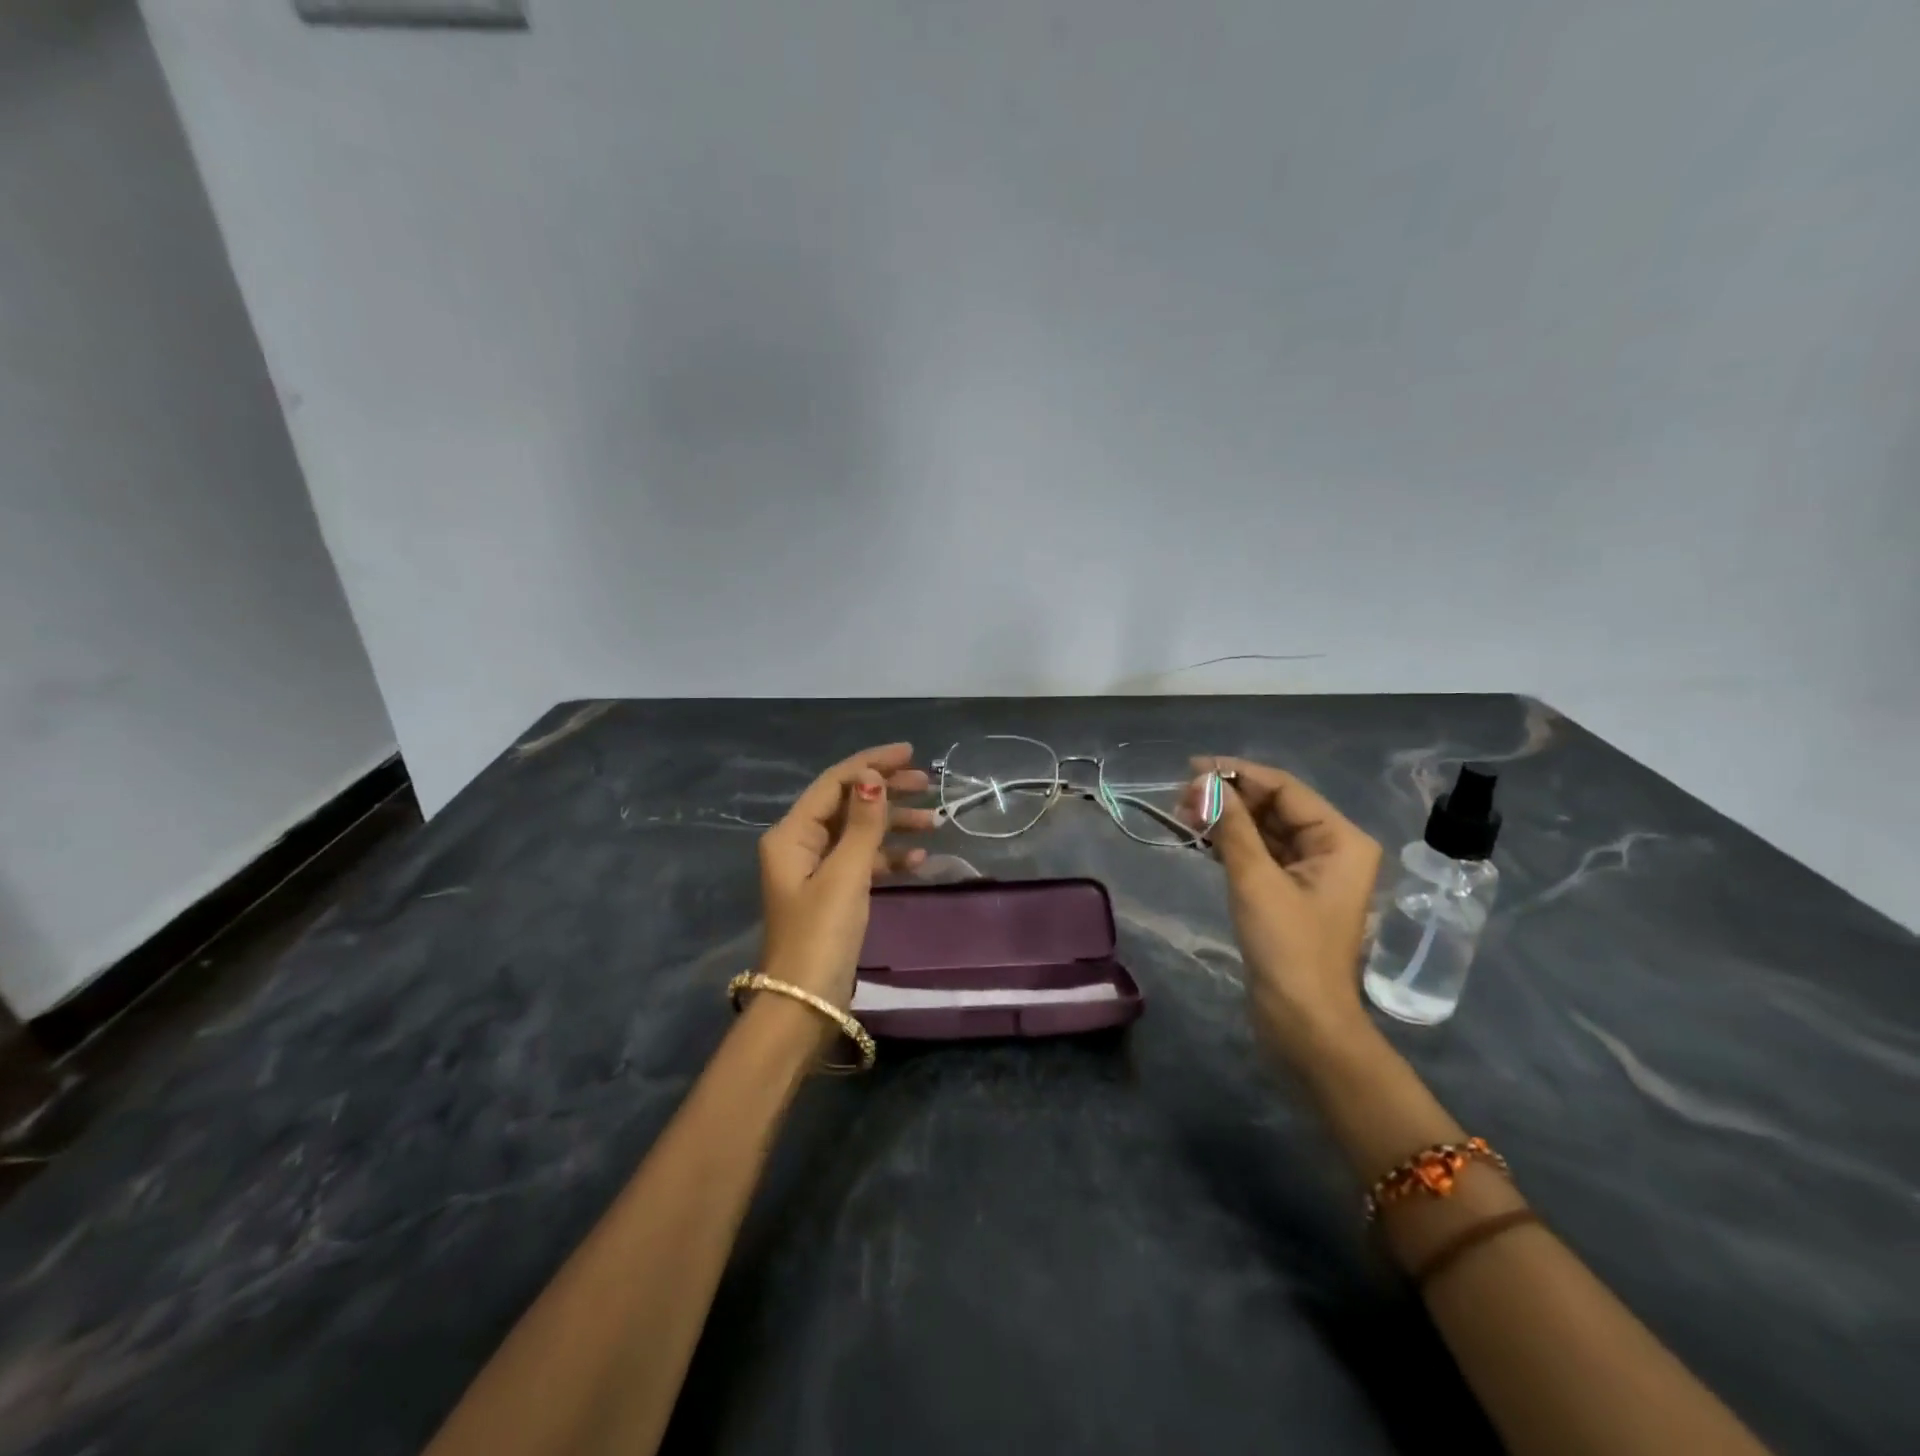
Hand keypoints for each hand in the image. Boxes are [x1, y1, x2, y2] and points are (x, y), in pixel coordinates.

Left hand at [757, 743, 935, 1010]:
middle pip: (848, 803)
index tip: (911, 754)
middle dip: (887, 792)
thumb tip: (873, 776)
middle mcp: (799, 845)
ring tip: (934, 823)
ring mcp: (815, 870)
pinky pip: (862, 862)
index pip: (836, 783)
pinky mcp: (831, 894)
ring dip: (894, 826)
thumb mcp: (845, 874)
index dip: (873, 763)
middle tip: (928, 786)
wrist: (805, 1004)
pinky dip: (888, 858)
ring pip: (859, 833)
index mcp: (792, 834)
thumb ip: (863, 824)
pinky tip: (919, 862)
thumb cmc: (822, 934)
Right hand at [1186, 757, 1382, 1065]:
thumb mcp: (1256, 880)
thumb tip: (1206, 783)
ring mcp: (1312, 872)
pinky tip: (1200, 837)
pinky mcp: (1290, 892)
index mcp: (1340, 839)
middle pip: (1275, 806)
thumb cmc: (1287, 947)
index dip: (1238, 773)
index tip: (1192, 767)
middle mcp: (1332, 848)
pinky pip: (1260, 853)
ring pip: (1265, 829)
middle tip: (1181, 796)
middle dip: (1229, 797)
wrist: (1302, 1021)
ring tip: (1183, 813)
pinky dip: (1232, 843)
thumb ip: (1233, 826)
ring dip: (1227, 819)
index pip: (1286, 788)